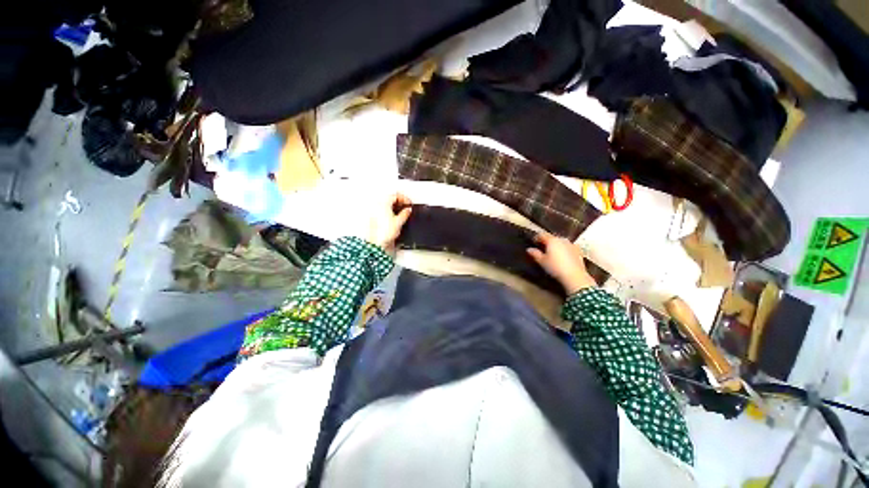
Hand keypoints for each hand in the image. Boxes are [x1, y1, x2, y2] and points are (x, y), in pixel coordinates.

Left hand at [363, 193, 412, 251]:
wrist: (377, 242)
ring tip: (402, 212)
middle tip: (406, 207)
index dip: (404, 199)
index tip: (409, 204)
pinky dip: (391, 211)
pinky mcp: (375, 218)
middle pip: (391, 198)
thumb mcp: (399, 221)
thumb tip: (408, 210)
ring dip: (395, 206)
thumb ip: (405, 213)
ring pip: (387, 204)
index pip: (396, 195)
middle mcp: (378, 206)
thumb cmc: (385, 232)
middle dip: (400, 202)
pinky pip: (384, 210)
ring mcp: (375, 211)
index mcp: (384, 203)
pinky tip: (395, 217)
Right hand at [527, 232, 596, 294]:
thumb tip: (529, 249)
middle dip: (547, 242)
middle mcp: (562, 239)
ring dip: (556, 245)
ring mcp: (571, 244)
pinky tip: (563, 257)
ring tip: (553, 253)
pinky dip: (564, 250)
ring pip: (561, 242)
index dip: (537, 237)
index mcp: (552, 240)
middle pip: (552, 238)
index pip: (542, 235)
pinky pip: (568, 247)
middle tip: (542, 248)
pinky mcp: (578, 251)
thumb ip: (535, 254)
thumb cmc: (555, 267)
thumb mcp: (542, 261)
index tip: (534, 242)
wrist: (575, 276)